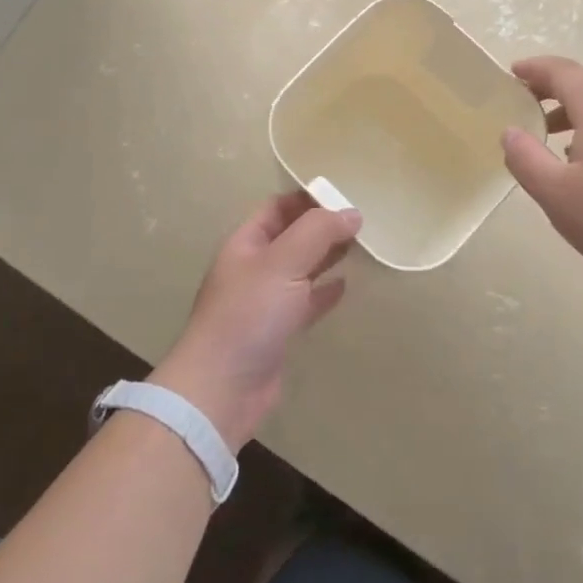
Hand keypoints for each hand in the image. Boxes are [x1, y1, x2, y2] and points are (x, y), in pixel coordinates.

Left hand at [151, 191, 361, 449]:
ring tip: (360, 246)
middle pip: (291, 236)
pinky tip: (345, 286)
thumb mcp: (282, 262)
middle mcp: (254, 267)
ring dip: (326, 256)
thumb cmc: (249, 315)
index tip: (343, 193)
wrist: (222, 388)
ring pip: (300, 268)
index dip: (307, 197)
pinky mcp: (277, 331)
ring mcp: (265, 301)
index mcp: (246, 243)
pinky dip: (324, 291)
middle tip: (360, 220)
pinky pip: (305, 302)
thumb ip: (318, 232)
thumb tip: (352, 213)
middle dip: (322, 226)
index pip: (278, 207)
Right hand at [502, 56, 582, 294]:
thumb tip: (510, 132)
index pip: (563, 72)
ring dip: (569, 113)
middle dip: (549, 88)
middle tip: (520, 103)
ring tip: (545, 136)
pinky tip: (582, 167)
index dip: (535, 69)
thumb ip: (526, 159)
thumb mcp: (556, 193)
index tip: (511, 73)